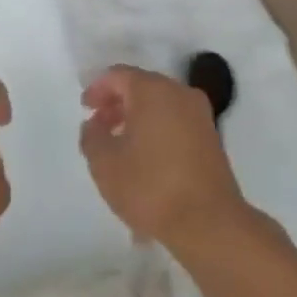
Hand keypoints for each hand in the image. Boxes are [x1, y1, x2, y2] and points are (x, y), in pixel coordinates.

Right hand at [79, 66, 248, 250]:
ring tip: (119, 146)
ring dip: (137, 118)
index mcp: (153, 90)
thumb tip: (94, 125)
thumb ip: (92, 137)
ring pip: (160, 105)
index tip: (85, 108)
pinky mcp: (211, 137)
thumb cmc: (151, 186)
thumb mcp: (105, 164)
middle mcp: (180, 93)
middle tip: (99, 127)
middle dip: (117, 103)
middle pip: (142, 86)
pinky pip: (176, 121)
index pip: (119, 75)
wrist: (208, 222)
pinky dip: (156, 129)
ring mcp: (200, 115)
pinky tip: (145, 158)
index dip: (98, 88)